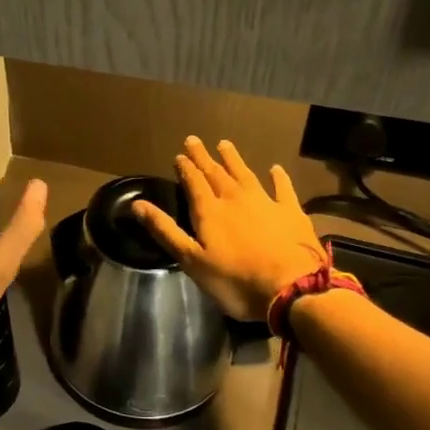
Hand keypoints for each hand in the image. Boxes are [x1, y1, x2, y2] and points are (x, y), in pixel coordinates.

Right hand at [132, 137, 324, 320]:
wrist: (291, 288)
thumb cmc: (235, 280)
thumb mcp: (191, 260)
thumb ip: (165, 230)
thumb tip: (137, 204)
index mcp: (209, 211)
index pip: (194, 183)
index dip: (185, 168)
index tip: (179, 155)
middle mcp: (235, 199)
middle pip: (216, 173)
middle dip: (203, 157)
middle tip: (194, 140)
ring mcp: (265, 202)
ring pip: (245, 174)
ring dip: (233, 160)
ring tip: (225, 144)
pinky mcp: (291, 212)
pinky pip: (282, 188)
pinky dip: (278, 177)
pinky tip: (275, 169)